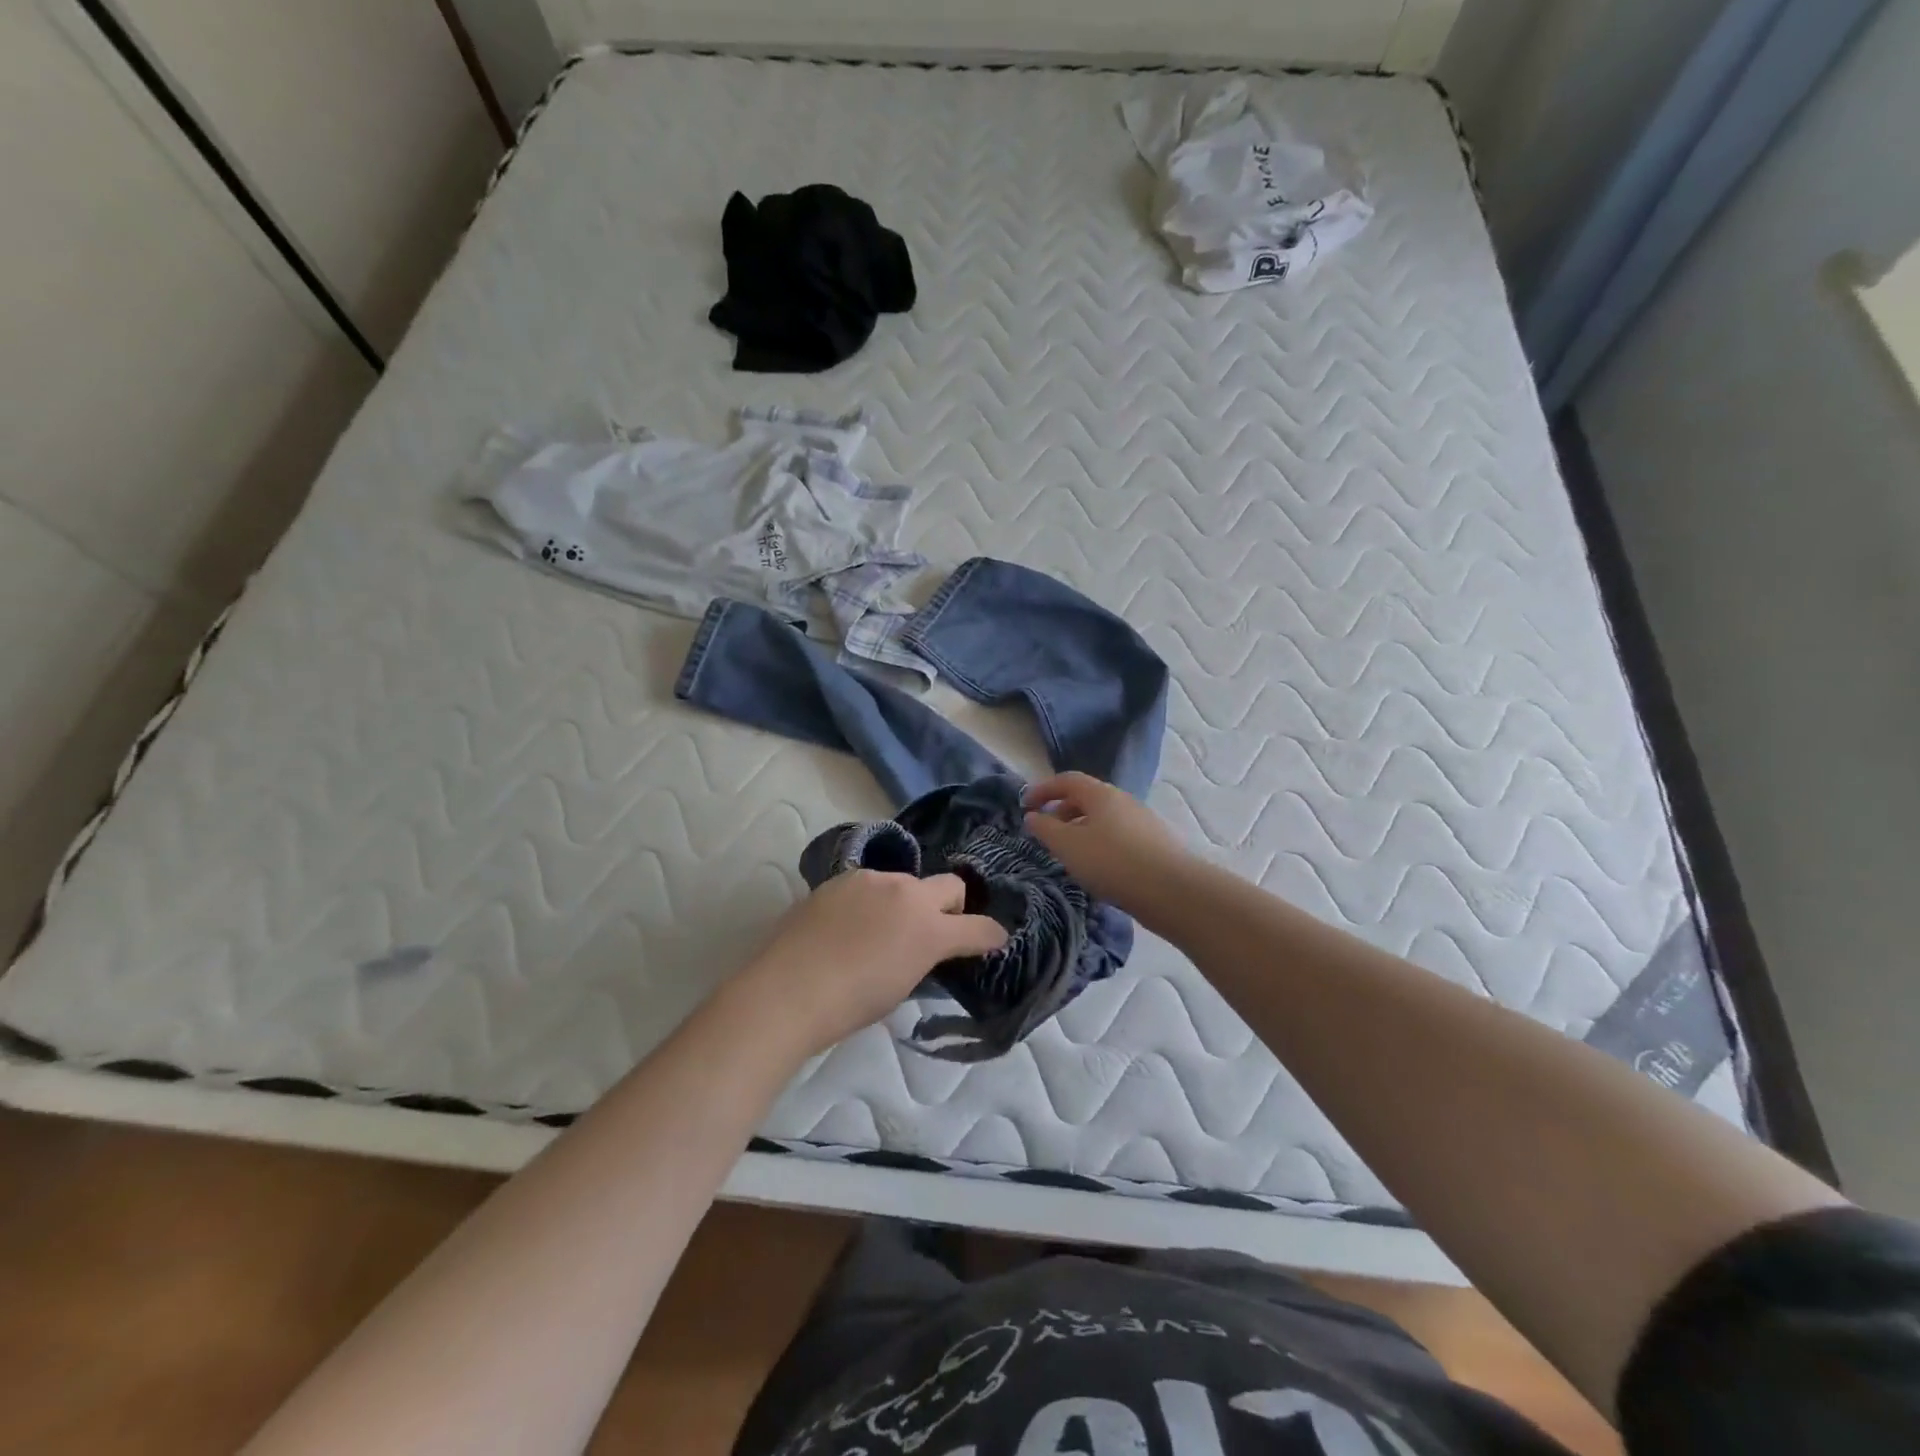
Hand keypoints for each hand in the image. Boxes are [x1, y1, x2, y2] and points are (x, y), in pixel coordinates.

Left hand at [734, 870, 1007, 1055]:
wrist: (788, 989)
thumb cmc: (849, 1005)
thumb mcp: (900, 987)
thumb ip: (922, 957)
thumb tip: (923, 947)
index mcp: (928, 929)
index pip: (977, 927)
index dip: (990, 935)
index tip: (994, 939)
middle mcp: (907, 893)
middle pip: (950, 885)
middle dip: (953, 905)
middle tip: (936, 929)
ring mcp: (872, 880)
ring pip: (906, 882)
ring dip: (906, 902)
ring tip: (881, 930)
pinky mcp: (841, 878)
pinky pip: (871, 885)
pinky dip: (873, 900)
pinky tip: (850, 925)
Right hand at [1022, 771, 1194, 914]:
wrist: (1172, 891)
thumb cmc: (1112, 862)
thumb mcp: (1068, 845)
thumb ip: (1045, 828)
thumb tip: (1033, 816)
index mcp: (1101, 794)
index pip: (1067, 780)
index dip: (1043, 789)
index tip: (1024, 805)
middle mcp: (1123, 800)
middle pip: (1086, 798)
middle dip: (1061, 810)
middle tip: (1045, 831)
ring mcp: (1141, 822)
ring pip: (1103, 819)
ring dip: (1080, 829)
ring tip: (1069, 854)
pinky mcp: (1153, 844)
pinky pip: (1117, 836)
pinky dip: (1099, 844)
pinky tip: (1097, 868)